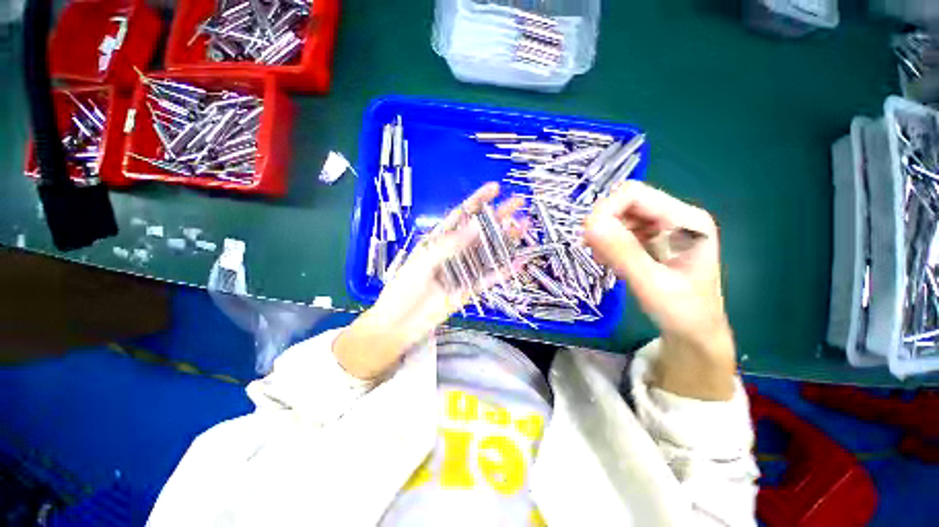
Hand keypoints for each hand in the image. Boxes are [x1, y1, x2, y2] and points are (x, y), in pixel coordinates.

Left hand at [334, 183, 523, 379]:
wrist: (400, 324)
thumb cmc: (403, 289)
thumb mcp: (422, 262)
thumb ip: (449, 245)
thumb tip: (476, 227)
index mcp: (439, 241)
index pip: (461, 215)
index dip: (477, 201)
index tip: (495, 188)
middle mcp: (454, 252)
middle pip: (479, 231)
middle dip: (498, 216)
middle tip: (518, 203)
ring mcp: (463, 270)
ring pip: (488, 253)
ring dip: (505, 240)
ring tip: (524, 227)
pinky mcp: (469, 289)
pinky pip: (489, 278)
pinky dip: (503, 271)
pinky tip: (518, 262)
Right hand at [583, 181, 735, 399]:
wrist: (694, 334)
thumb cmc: (682, 313)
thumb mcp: (651, 284)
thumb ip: (622, 253)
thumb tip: (588, 225)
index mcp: (686, 220)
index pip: (634, 194)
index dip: (605, 209)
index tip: (588, 236)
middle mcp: (675, 216)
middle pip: (625, 202)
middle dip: (604, 224)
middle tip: (595, 252)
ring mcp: (663, 227)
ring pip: (620, 216)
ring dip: (605, 235)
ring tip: (605, 261)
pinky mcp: (652, 239)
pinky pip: (621, 230)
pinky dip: (608, 243)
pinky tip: (611, 261)